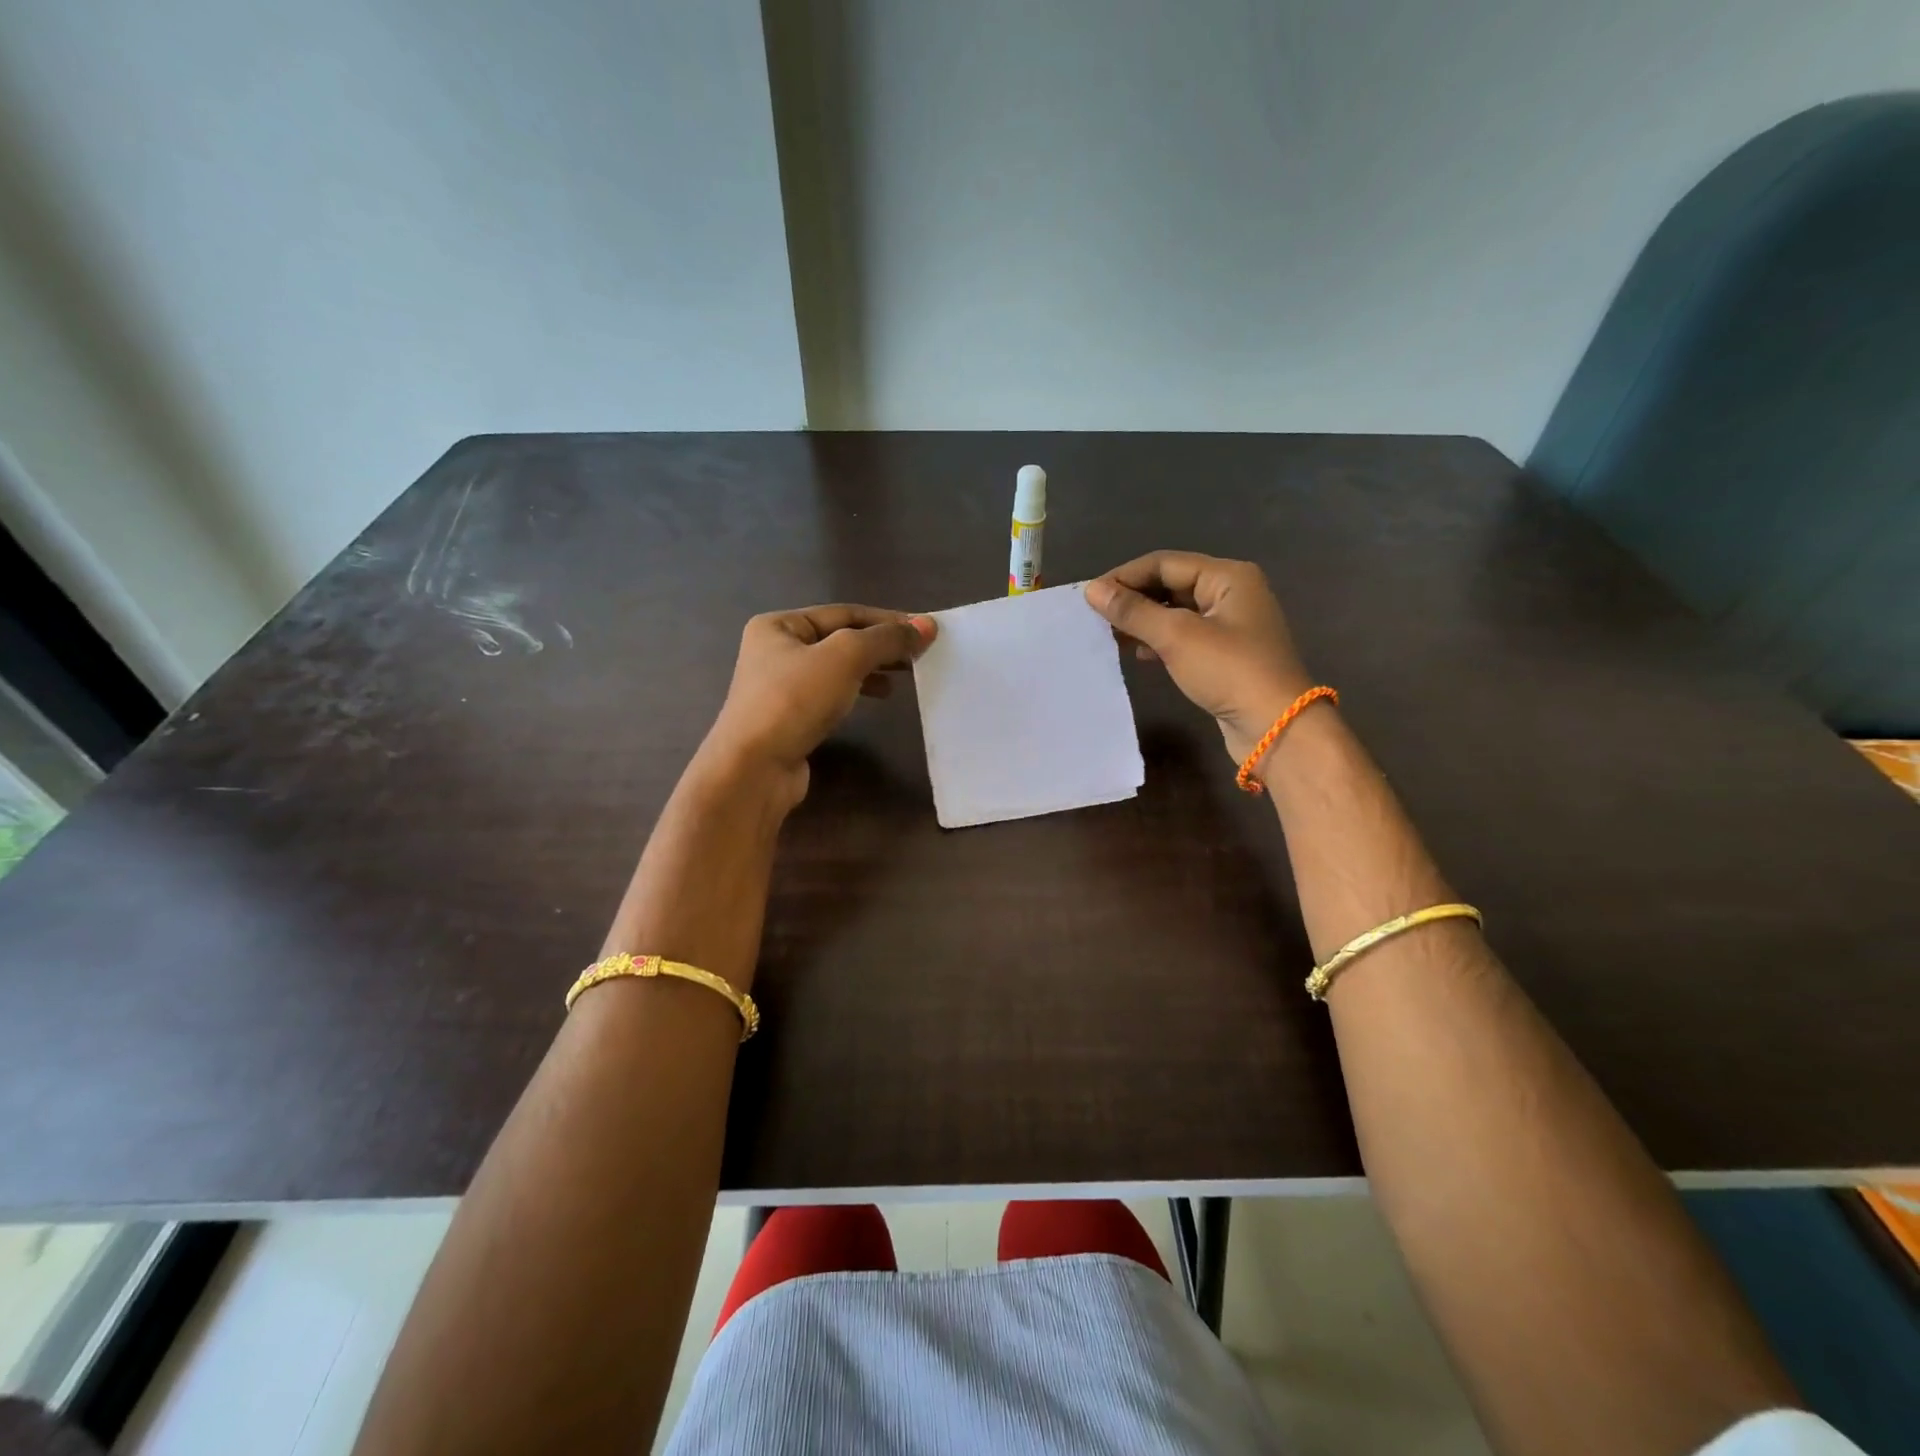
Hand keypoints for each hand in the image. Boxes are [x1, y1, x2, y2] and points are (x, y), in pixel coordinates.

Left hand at [701, 604, 935, 806]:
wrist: (754, 769)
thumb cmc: (794, 701)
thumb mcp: (845, 658)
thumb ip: (886, 639)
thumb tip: (927, 626)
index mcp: (779, 625)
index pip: (844, 613)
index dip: (888, 619)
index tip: (926, 630)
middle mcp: (776, 650)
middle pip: (841, 638)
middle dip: (882, 644)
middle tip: (921, 653)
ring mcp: (780, 687)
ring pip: (838, 668)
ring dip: (874, 667)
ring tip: (905, 674)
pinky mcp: (790, 718)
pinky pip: (832, 694)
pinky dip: (859, 690)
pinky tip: (880, 697)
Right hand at [1086, 552, 1314, 766]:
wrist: (1276, 727)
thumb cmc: (1229, 671)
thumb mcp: (1176, 636)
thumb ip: (1133, 611)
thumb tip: (1092, 590)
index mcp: (1228, 576)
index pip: (1164, 563)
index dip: (1125, 576)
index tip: (1089, 597)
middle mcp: (1231, 593)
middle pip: (1171, 584)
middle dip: (1134, 599)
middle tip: (1096, 618)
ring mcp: (1230, 625)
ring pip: (1175, 612)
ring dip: (1143, 621)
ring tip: (1111, 636)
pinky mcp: (1225, 654)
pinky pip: (1184, 636)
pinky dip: (1159, 640)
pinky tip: (1139, 654)